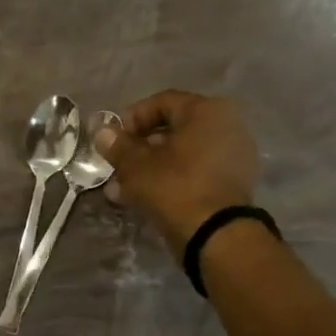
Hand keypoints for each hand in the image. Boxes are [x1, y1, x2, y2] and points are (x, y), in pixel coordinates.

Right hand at [98, 90, 258, 257]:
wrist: (215, 233)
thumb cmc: (174, 187)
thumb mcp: (137, 165)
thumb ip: (118, 146)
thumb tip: (102, 132)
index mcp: (207, 111)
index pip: (162, 102)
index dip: (132, 118)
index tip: (112, 139)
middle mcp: (227, 126)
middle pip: (173, 130)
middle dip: (140, 147)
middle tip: (117, 166)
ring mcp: (233, 156)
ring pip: (182, 154)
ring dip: (151, 167)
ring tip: (124, 187)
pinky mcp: (232, 183)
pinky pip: (194, 172)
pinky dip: (171, 180)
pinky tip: (146, 198)